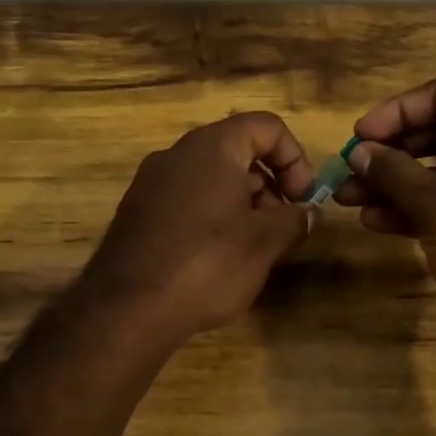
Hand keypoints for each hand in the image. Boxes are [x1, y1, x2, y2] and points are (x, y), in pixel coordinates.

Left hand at [78, 111, 314, 344]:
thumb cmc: (206, 264)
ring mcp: (151, 182)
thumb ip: (294, 220)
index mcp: (211, 147)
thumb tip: (308, 213)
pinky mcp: (137, 211)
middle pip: (238, 151)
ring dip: (242, 205)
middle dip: (270, 186)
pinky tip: (216, 259)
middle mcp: (177, 154)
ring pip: (211, 178)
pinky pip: (186, 200)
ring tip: (253, 249)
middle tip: (282, 229)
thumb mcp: (263, 243)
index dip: (295, 158)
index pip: (266, 127)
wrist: (127, 308)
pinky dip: (211, 217)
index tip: (303, 200)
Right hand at [335, 77, 435, 357]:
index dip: (396, 110)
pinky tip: (376, 222)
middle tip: (351, 167)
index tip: (361, 135)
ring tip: (349, 198)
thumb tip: (359, 151)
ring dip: (394, 183)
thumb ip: (392, 171)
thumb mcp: (433, 203)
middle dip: (389, 151)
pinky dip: (415, 207)